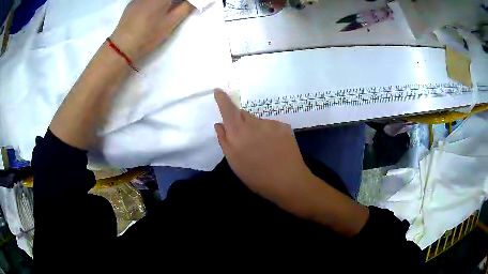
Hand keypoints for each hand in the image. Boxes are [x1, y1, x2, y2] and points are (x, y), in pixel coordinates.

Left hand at [110, 0, 193, 61]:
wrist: (122, 47)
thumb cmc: (148, 35)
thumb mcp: (170, 23)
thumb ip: (185, 8)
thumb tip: (192, 2)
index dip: (182, 1)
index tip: (185, 6)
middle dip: (173, 2)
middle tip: (176, 8)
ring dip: (163, 3)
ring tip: (164, 11)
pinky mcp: (132, 3)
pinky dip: (152, 3)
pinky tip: (150, 12)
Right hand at [213, 90, 316, 207]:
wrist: (289, 181)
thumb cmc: (257, 176)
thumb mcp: (234, 162)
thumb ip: (224, 140)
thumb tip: (219, 124)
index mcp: (239, 132)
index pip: (228, 110)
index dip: (222, 99)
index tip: (218, 90)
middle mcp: (254, 123)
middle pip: (243, 114)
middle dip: (240, 121)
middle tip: (244, 140)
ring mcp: (271, 123)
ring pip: (258, 121)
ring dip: (255, 129)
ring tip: (262, 148)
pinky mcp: (284, 126)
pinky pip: (271, 125)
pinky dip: (269, 132)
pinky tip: (274, 147)